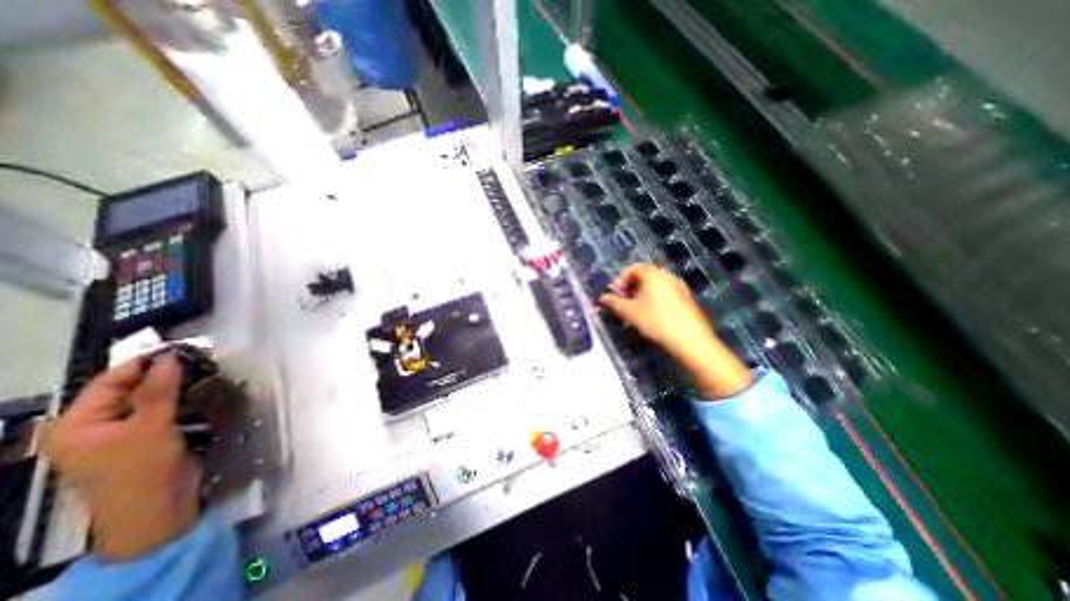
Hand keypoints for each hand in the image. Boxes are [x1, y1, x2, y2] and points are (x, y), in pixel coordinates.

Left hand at [42, 355, 198, 560]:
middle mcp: (96, 425)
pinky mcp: (149, 437)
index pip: (109, 382)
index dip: (143, 363)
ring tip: (205, 371)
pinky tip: (202, 391)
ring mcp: (124, 432)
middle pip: (131, 389)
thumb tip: (171, 358)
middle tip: (199, 359)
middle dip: (164, 374)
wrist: (158, 508)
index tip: (181, 348)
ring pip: (152, 399)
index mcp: (78, 424)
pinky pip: (164, 410)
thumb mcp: (151, 428)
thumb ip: (160, 391)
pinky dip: (182, 399)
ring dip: (177, 386)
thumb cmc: (142, 470)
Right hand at [598, 263, 756, 397]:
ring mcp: (679, 286)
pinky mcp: (686, 298)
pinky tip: (653, 315)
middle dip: (630, 287)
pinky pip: (665, 292)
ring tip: (636, 310)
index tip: (616, 295)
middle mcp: (667, 275)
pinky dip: (655, 298)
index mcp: (653, 274)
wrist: (689, 339)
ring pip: (655, 284)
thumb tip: (602, 298)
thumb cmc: (655, 321)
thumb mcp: (629, 312)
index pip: (632, 268)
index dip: (620, 280)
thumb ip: (613, 302)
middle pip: (644, 275)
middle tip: (624, 302)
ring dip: (642, 293)